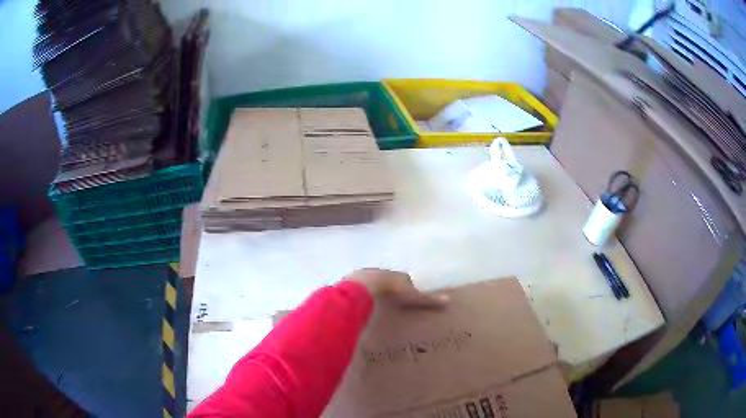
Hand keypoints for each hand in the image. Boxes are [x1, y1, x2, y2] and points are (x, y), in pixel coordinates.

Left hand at [343, 268, 447, 308]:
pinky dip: (360, 293)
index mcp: (397, 275)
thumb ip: (428, 300)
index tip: (407, 295)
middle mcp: (383, 272)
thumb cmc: (391, 291)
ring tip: (374, 302)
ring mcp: (366, 275)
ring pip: (372, 282)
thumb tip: (448, 300)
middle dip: (389, 287)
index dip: (406, 286)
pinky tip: (360, 302)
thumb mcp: (412, 296)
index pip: (405, 279)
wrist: (364, 286)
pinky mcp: (352, 282)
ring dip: (373, 289)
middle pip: (388, 279)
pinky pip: (358, 287)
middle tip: (391, 299)